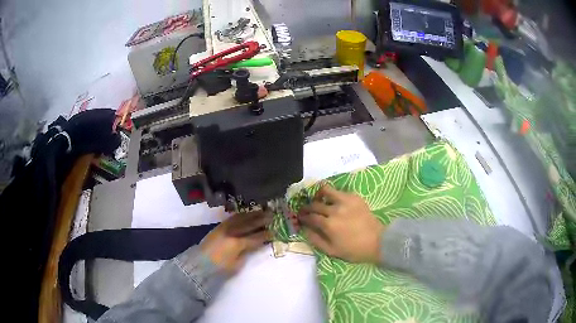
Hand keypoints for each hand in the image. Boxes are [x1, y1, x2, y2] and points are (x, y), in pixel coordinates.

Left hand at [200, 210, 271, 274]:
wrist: (200, 262)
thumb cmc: (219, 267)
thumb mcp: (237, 264)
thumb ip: (246, 253)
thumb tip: (253, 245)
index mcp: (238, 243)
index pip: (256, 237)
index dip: (266, 234)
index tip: (274, 231)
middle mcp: (232, 232)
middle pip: (250, 224)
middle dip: (262, 219)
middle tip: (272, 215)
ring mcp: (225, 227)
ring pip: (242, 218)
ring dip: (253, 214)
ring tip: (262, 211)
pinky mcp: (219, 226)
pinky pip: (233, 217)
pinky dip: (242, 215)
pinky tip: (247, 214)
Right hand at [299, 184, 384, 263]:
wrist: (377, 242)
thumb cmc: (353, 250)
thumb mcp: (331, 251)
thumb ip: (315, 240)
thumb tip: (305, 229)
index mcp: (328, 225)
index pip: (310, 217)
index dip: (303, 217)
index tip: (300, 217)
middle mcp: (335, 210)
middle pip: (315, 204)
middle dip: (307, 207)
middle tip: (306, 210)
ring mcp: (346, 201)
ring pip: (326, 191)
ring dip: (319, 195)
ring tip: (318, 199)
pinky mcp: (355, 197)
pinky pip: (340, 192)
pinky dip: (334, 196)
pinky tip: (334, 202)